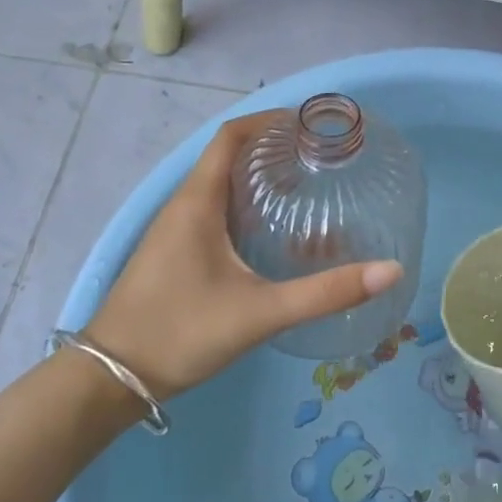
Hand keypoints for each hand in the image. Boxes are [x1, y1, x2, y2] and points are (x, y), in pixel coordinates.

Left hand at [82, 113, 402, 400]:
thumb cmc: (180, 333)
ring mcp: (176, 230)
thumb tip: (390, 270)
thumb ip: (325, 292)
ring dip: (260, 178)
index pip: (232, 136)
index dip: (269, 121)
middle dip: (274, 149)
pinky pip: (215, 210)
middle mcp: (184, 205)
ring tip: (307, 187)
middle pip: (230, 156)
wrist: (110, 380)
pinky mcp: (176, 253)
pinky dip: (247, 205)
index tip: (311, 125)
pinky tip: (274, 232)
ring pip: (222, 185)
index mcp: (197, 201)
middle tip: (321, 158)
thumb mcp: (260, 312)